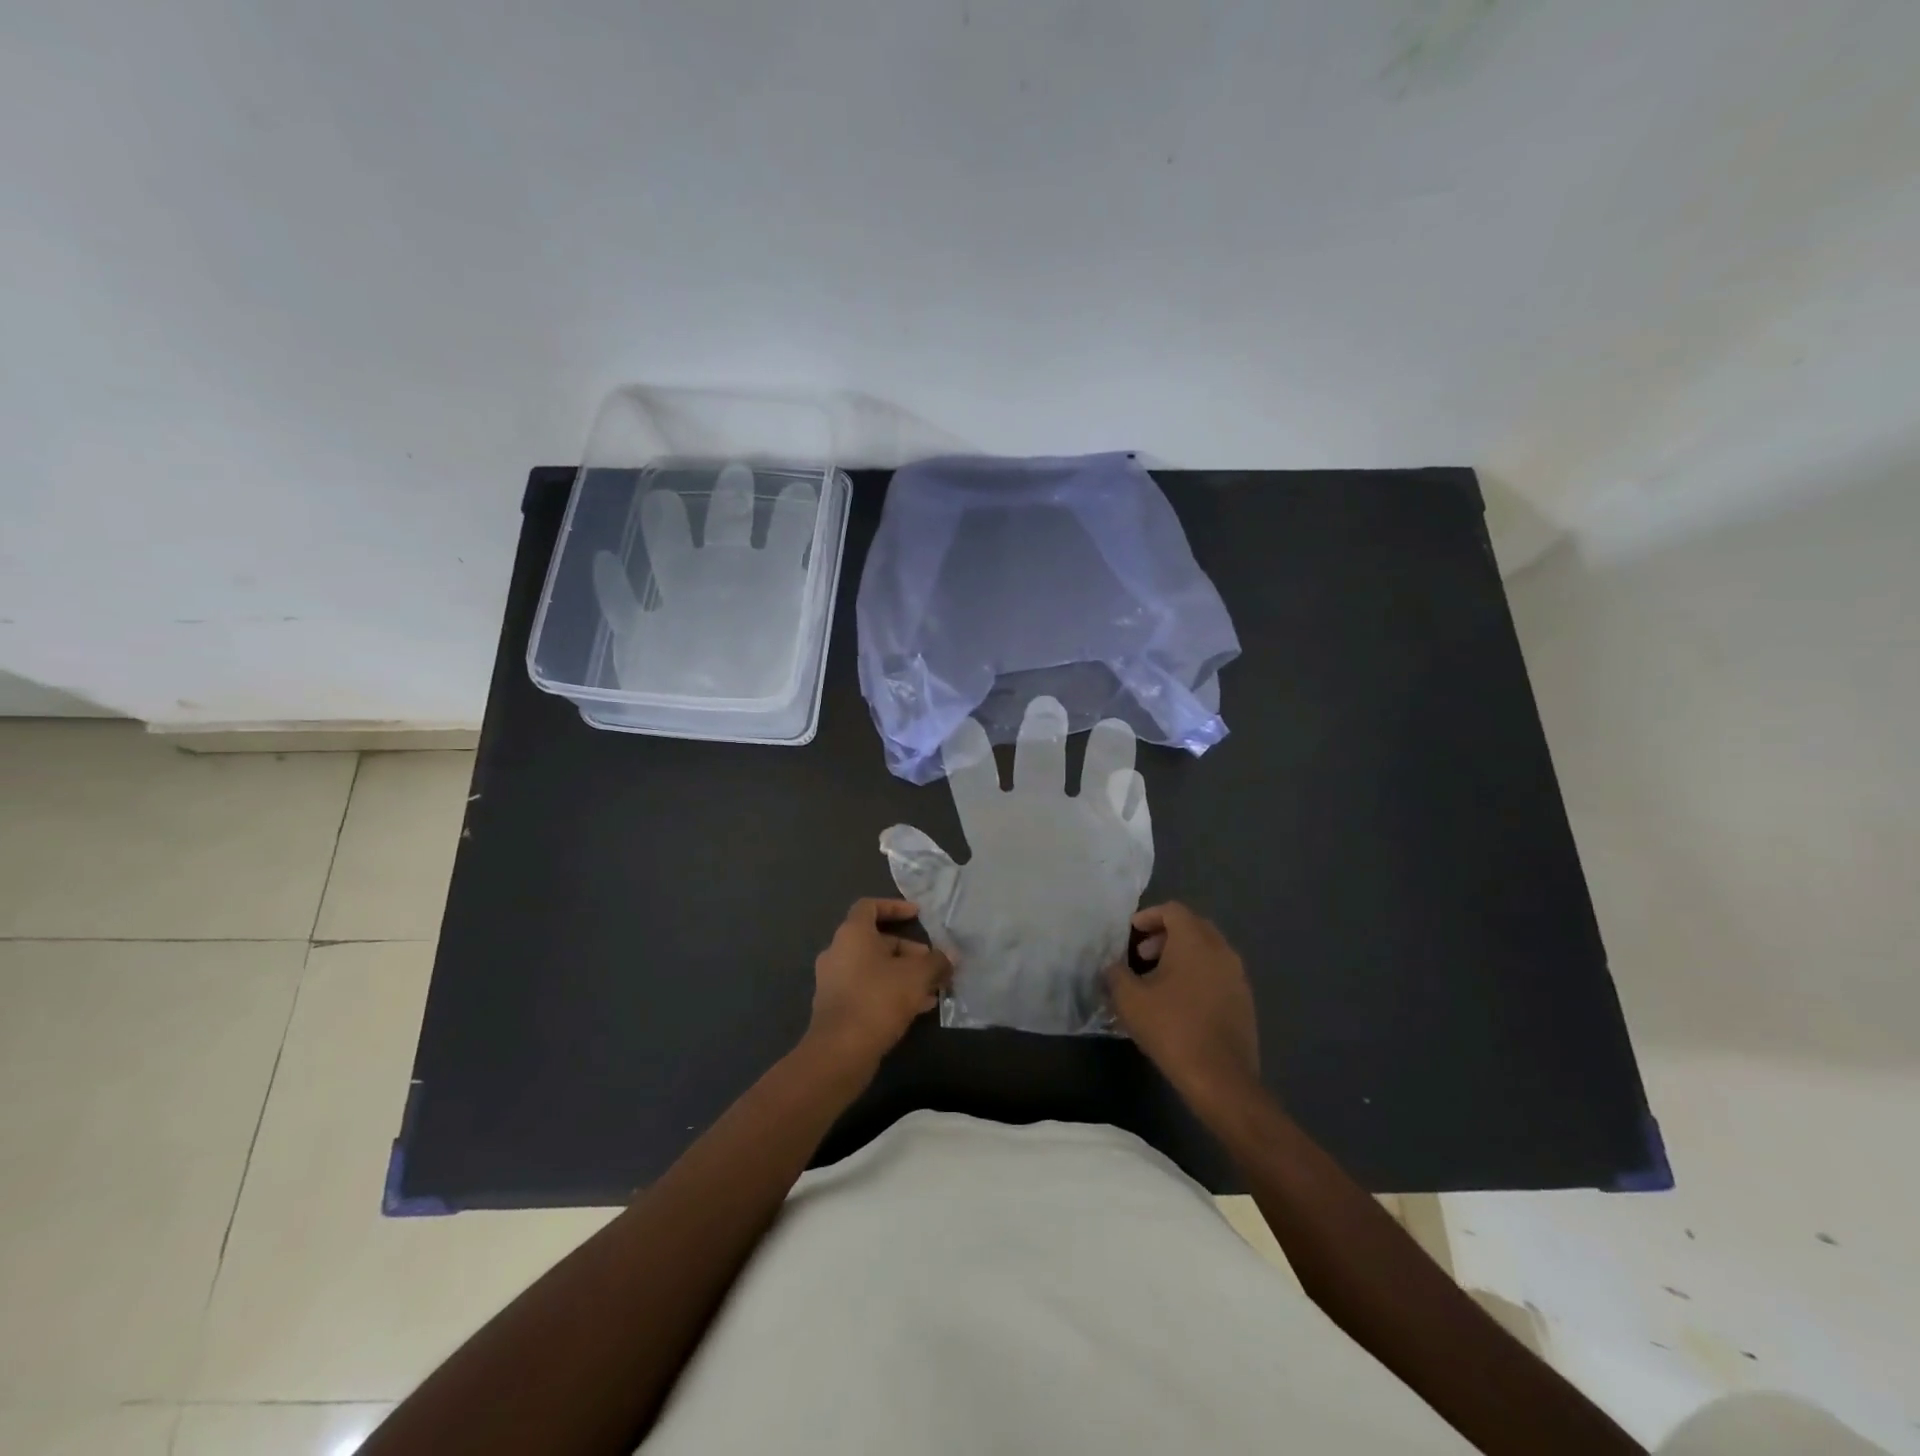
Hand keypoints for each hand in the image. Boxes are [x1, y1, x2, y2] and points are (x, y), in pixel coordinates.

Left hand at [804, 898, 952, 1074]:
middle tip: (933, 965)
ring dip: (902, 975)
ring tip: (931, 990)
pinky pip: (867, 989)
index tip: (918, 915)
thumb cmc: (878, 999)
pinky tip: (916, 1009)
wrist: (840, 1051)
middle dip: (908, 951)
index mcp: (852, 934)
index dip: (895, 906)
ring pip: (874, 968)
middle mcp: (837, 952)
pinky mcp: (836, 1007)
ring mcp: (833, 981)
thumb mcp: (917, 976)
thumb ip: (936, 962)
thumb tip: (950, 957)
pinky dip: (890, 992)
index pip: (870, 906)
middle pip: (876, 941)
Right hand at [1105, 902, 1259, 1110]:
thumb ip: (1115, 974)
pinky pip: (1218, 973)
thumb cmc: (1172, 1028)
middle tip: (1142, 956)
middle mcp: (1221, 950)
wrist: (1221, 1077)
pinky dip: (1197, 974)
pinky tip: (1180, 1001)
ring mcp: (1237, 976)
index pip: (1173, 910)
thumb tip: (1113, 967)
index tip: (1131, 933)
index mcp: (1195, 941)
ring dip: (1182, 956)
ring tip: (1158, 981)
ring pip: (1207, 950)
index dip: (1149, 916)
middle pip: (1193, 927)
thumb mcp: (1129, 999)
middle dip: (1165, 935)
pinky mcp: (1245, 1000)